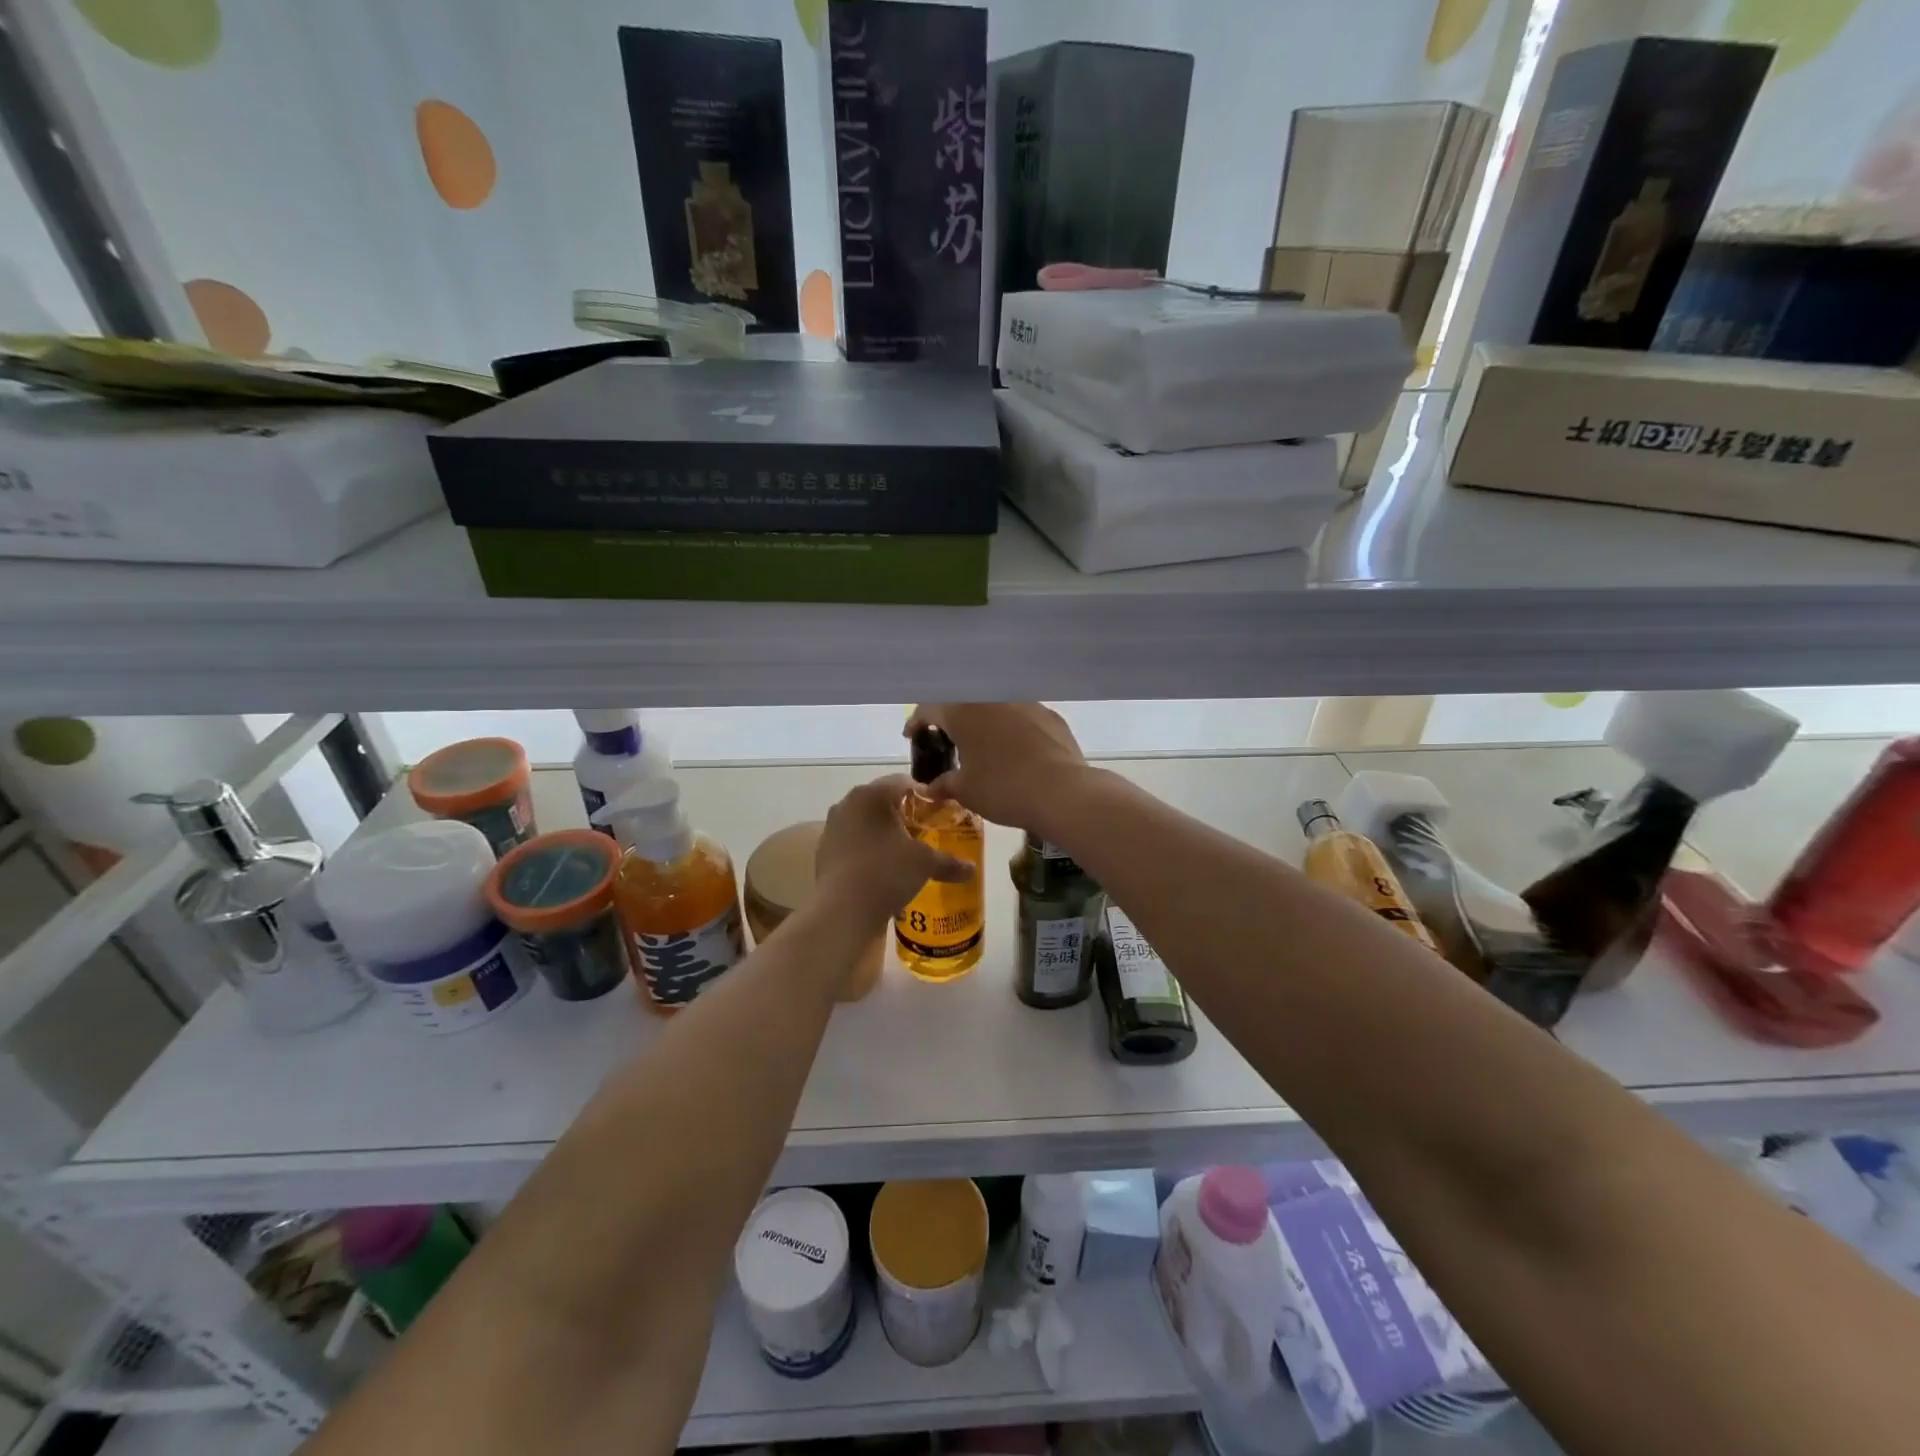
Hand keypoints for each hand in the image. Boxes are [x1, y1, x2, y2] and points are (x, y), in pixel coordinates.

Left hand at [815, 774, 972, 923]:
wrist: (842, 910)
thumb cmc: (887, 872)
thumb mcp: (925, 864)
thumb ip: (949, 862)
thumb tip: (971, 869)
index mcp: (873, 794)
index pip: (905, 782)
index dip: (925, 796)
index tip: (939, 814)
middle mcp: (848, 803)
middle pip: (883, 801)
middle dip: (904, 815)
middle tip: (924, 834)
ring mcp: (832, 827)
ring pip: (865, 822)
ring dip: (883, 833)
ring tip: (903, 855)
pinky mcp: (823, 851)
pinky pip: (852, 843)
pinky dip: (867, 850)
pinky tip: (881, 871)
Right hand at [904, 703, 1088, 835]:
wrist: (1062, 791)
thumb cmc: (1003, 789)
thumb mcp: (965, 790)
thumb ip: (944, 784)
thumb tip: (932, 788)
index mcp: (962, 711)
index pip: (929, 709)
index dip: (917, 723)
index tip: (912, 736)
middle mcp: (992, 698)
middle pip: (962, 702)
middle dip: (950, 719)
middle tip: (945, 741)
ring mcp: (1025, 702)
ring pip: (994, 706)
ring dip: (982, 721)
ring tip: (981, 744)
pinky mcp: (1050, 715)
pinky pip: (1021, 716)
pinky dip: (1011, 728)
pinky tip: (1015, 750)